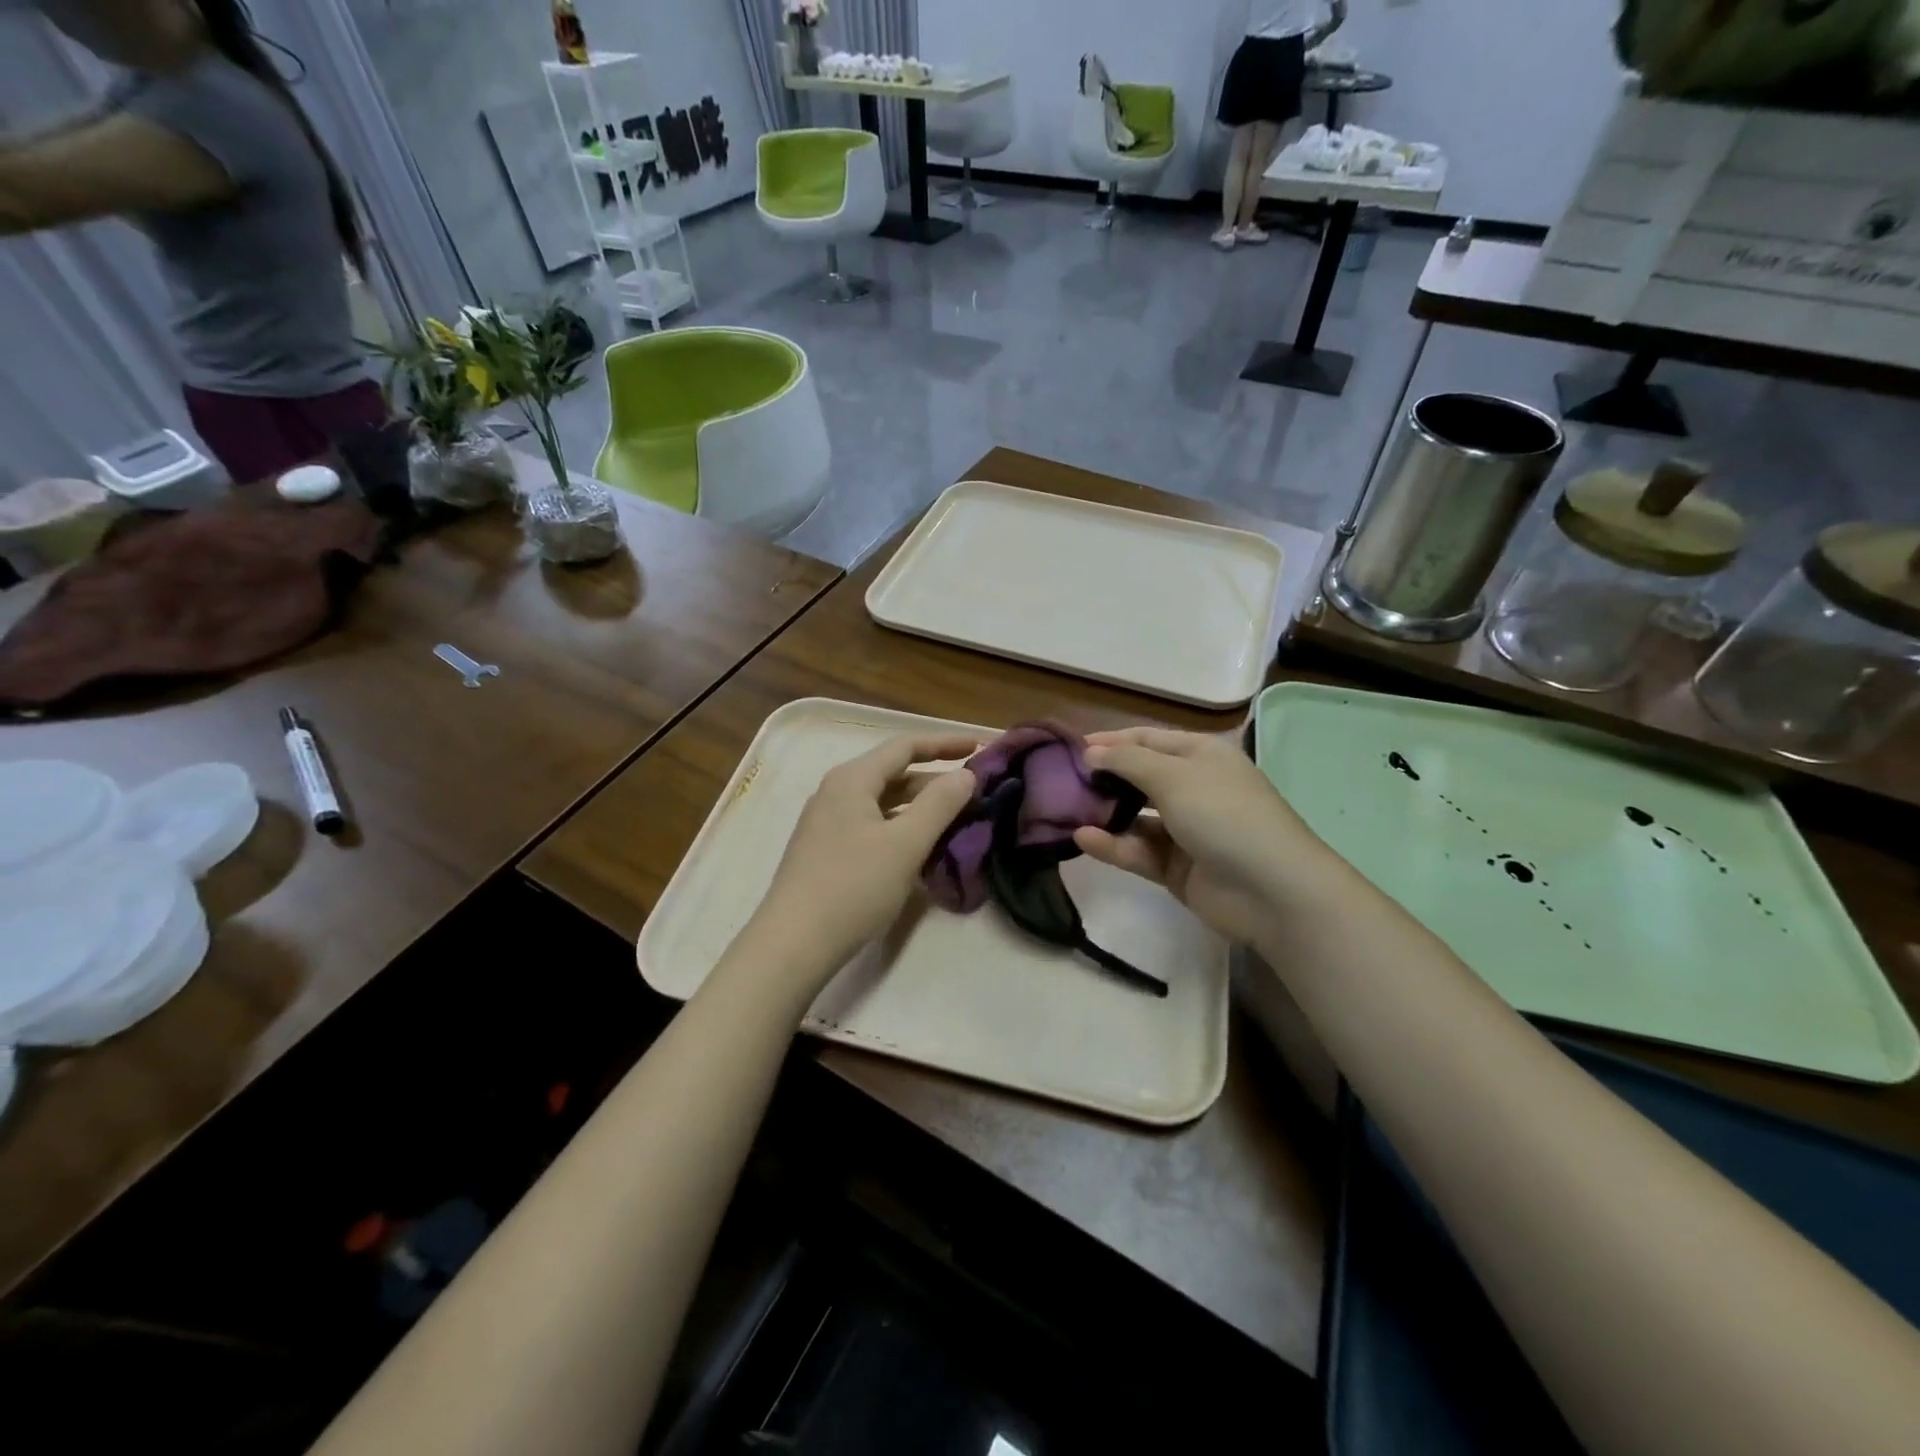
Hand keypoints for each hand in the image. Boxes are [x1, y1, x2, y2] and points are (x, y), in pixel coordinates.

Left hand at [744, 732, 978, 990]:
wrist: (793, 943)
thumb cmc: (853, 887)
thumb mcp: (905, 844)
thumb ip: (940, 804)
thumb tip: (966, 773)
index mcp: (852, 779)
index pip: (905, 746)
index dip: (945, 743)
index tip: (981, 747)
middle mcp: (836, 792)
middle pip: (893, 772)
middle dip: (936, 778)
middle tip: (976, 789)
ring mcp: (828, 822)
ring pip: (884, 802)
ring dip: (920, 805)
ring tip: (958, 817)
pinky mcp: (827, 850)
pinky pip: (873, 825)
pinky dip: (902, 827)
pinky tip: (923, 846)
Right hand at [1073, 728, 1318, 946]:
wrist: (1272, 890)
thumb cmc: (1224, 815)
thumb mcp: (1174, 776)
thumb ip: (1127, 762)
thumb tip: (1090, 752)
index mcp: (1199, 755)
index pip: (1146, 740)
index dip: (1109, 741)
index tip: (1069, 748)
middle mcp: (1191, 787)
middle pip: (1137, 777)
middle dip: (1102, 779)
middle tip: (1059, 783)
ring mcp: (1185, 829)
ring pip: (1134, 816)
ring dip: (1103, 814)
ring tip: (1064, 813)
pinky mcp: (1176, 866)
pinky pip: (1138, 850)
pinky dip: (1113, 844)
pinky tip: (1084, 839)